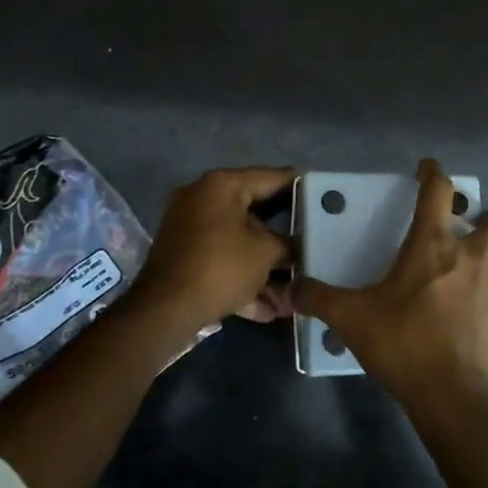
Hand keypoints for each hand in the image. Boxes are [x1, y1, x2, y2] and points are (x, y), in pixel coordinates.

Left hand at [125, 167, 295, 336]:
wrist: (164, 310)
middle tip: (312, 238)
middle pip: (253, 212)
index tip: (322, 193)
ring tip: (294, 289)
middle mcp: (201, 199)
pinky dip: (243, 280)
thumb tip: (297, 246)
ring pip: (238, 243)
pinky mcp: (184, 257)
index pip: (270, 177)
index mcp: (221, 186)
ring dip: (265, 267)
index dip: (298, 186)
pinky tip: (269, 309)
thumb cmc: (220, 267)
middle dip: (283, 235)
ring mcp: (189, 229)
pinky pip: (221, 262)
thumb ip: (287, 243)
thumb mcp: (265, 253)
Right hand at [293, 159, 487, 409]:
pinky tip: (473, 318)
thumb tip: (290, 289)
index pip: (440, 192)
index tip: (428, 167)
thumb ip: (319, 298)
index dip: (434, 173)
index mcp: (434, 246)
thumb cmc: (402, 342)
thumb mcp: (351, 318)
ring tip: (475, 269)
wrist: (451, 395)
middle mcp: (472, 260)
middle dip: (487, 218)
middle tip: (466, 230)